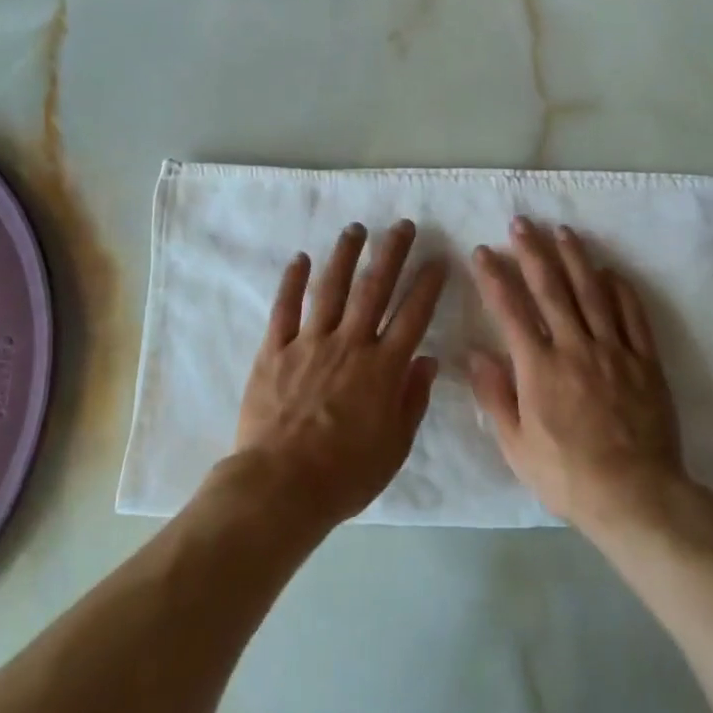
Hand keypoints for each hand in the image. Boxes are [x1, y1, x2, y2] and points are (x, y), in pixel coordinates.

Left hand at [233, 220, 446, 527]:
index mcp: (382, 368)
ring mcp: (310, 343)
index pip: (413, 316)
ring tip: (356, 229)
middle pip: (375, 289)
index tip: (438, 259)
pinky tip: (300, 258)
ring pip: (331, 289)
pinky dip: (292, 281)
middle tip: (403, 225)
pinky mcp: (274, 350)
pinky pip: (285, 309)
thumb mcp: (395, 446)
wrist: (281, 486)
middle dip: (391, 253)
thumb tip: (428, 360)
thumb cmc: (345, 474)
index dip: (428, 285)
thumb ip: (413, 399)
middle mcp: (349, 344)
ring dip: (345, 256)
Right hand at [467, 218, 689, 533]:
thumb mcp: (516, 446)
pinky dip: (620, 290)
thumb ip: (495, 396)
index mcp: (539, 368)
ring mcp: (614, 351)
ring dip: (575, 258)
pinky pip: (632, 316)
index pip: (511, 311)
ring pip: (592, 293)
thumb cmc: (567, 475)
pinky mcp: (645, 361)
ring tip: (562, 231)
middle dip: (532, 252)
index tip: (482, 252)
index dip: (494, 278)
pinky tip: (610, 271)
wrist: (636, 496)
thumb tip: (474, 353)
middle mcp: (575, 348)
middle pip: (551, 289)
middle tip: (521, 223)